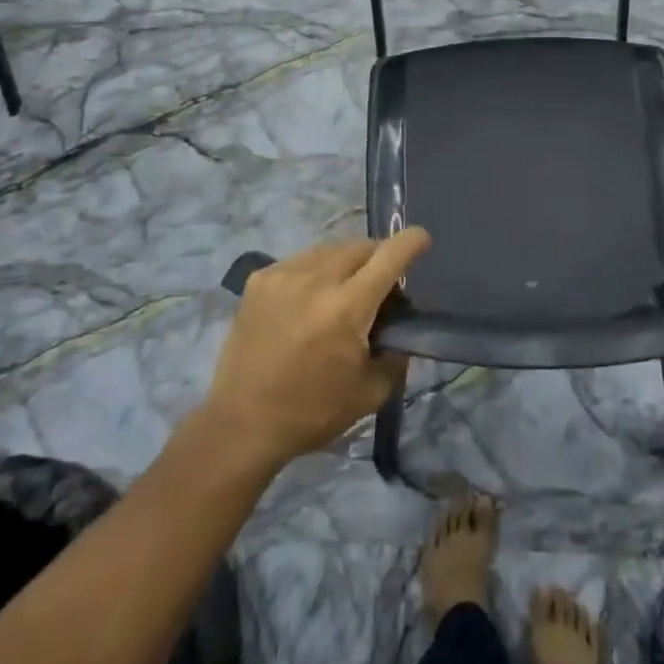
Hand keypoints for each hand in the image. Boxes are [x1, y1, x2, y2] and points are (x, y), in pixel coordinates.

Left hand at [203, 230, 429, 468]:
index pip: (389, 256)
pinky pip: (301, 260)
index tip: (422, 239)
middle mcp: (316, 280)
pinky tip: (311, 297)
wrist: (242, 424)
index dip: (411, 242)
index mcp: (347, 307)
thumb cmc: (312, 411)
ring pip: (330, 249)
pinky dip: (316, 270)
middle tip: (381, 286)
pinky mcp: (259, 280)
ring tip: (345, 289)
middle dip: (379, 257)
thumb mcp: (372, 391)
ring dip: (347, 262)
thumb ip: (396, 352)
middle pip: (361, 247)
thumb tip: (400, 325)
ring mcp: (283, 275)